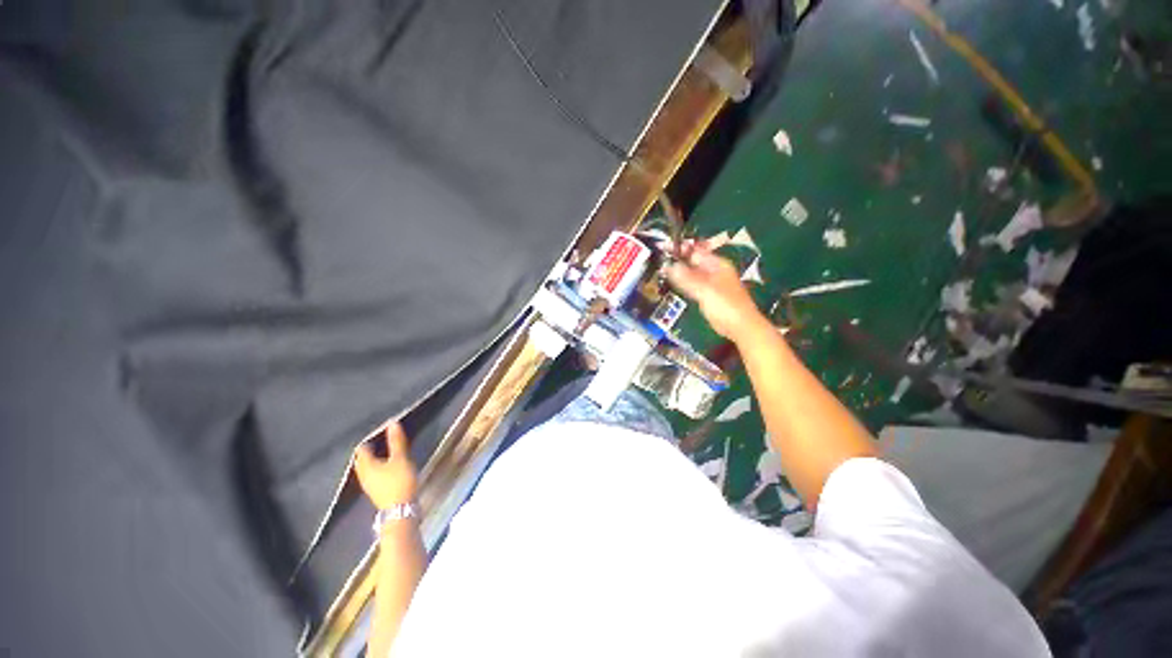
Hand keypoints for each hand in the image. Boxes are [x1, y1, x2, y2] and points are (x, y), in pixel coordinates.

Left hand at [354, 423, 418, 510]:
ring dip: (374, 459)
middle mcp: (363, 475)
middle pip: (362, 459)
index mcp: (366, 465)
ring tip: (385, 451)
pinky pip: (373, 475)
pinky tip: (388, 466)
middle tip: (381, 439)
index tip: (380, 430)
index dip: (370, 438)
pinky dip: (378, 467)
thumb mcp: (401, 458)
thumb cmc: (399, 481)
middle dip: (370, 449)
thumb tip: (392, 423)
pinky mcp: (376, 491)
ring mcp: (368, 485)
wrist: (401, 510)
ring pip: (367, 468)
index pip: (362, 448)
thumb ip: (396, 441)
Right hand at [666, 245, 767, 342]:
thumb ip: (686, 277)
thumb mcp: (704, 289)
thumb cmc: (725, 305)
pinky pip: (693, 285)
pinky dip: (684, 283)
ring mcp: (712, 284)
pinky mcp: (708, 296)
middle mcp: (715, 271)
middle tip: (659, 261)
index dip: (680, 249)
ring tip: (662, 270)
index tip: (664, 248)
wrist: (740, 327)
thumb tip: (668, 266)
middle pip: (694, 261)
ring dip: (679, 272)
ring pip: (692, 274)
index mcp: (717, 264)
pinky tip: (674, 284)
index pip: (695, 251)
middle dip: (678, 260)